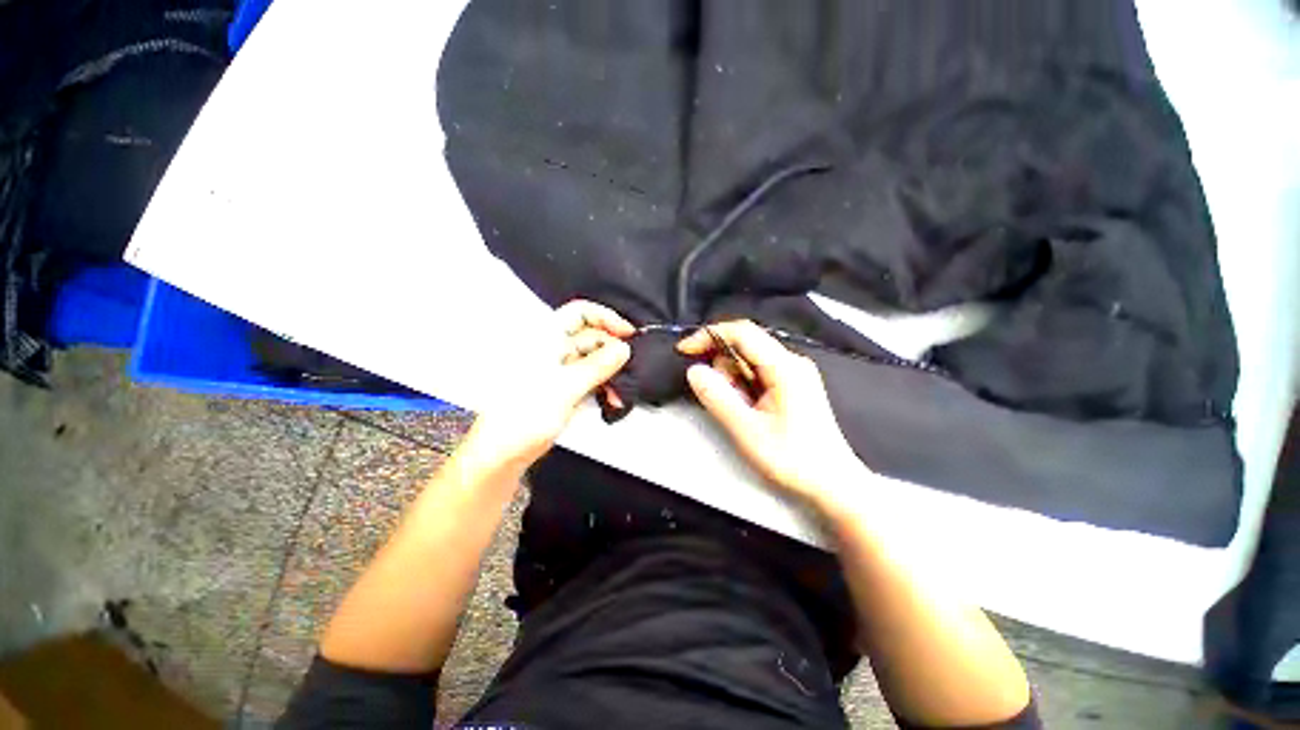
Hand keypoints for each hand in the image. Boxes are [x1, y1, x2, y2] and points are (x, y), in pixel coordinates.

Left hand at [469, 301, 632, 469]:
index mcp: (545, 339)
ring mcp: (559, 370)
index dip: (606, 318)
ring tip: (620, 391)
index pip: (580, 312)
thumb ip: (596, 366)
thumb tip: (622, 349)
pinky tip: (612, 399)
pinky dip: (604, 386)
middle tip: (628, 367)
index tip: (627, 333)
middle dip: (613, 351)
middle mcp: (552, 350)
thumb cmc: (519, 418)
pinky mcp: (564, 387)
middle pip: (591, 337)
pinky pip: (591, 378)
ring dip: (611, 372)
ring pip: (594, 360)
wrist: (503, 452)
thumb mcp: (564, 388)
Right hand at [678, 321, 865, 511]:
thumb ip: (718, 398)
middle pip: (745, 346)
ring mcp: (794, 372)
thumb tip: (694, 370)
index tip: (685, 350)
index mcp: (785, 367)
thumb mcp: (747, 431)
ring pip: (749, 361)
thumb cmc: (793, 460)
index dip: (710, 335)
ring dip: (734, 381)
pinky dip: (744, 387)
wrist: (832, 484)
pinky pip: (758, 373)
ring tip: (742, 412)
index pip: (742, 332)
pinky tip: (750, 410)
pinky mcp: (792, 384)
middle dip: (724, 368)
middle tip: (726, 401)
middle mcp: (792, 362)